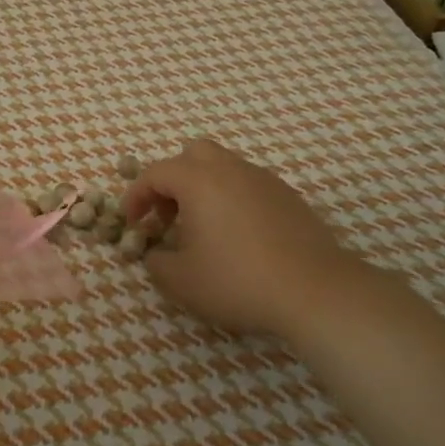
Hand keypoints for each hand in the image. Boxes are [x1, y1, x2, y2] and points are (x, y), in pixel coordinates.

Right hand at [125, 139, 369, 340]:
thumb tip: (156, 254)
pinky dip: (231, 199)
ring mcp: (264, 180)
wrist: (314, 291)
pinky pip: (248, 185)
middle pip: (192, 155)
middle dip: (172, 180)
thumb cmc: (237, 281)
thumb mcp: (181, 281)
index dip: (136, 195)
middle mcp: (231, 170)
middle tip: (167, 216)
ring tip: (201, 228)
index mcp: (199, 181)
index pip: (155, 173)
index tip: (130, 222)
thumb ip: (157, 263)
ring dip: (203, 189)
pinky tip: (236, 236)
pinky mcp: (289, 197)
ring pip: (224, 167)